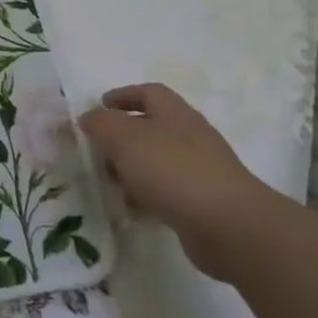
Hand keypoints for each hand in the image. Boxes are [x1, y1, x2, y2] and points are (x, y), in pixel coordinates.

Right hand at [79, 84, 294, 281]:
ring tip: (110, 182)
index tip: (99, 106)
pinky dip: (147, 195)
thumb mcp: (125, 138)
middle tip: (98, 149)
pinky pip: (167, 191)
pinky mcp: (203, 201)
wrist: (229, 225)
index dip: (123, 95)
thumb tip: (88, 118)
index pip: (149, 92)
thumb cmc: (173, 170)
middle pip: (152, 127)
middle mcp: (190, 136)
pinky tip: (133, 208)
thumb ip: (101, 124)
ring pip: (158, 160)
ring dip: (132, 168)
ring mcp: (200, 169)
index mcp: (175, 113)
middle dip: (122, 136)